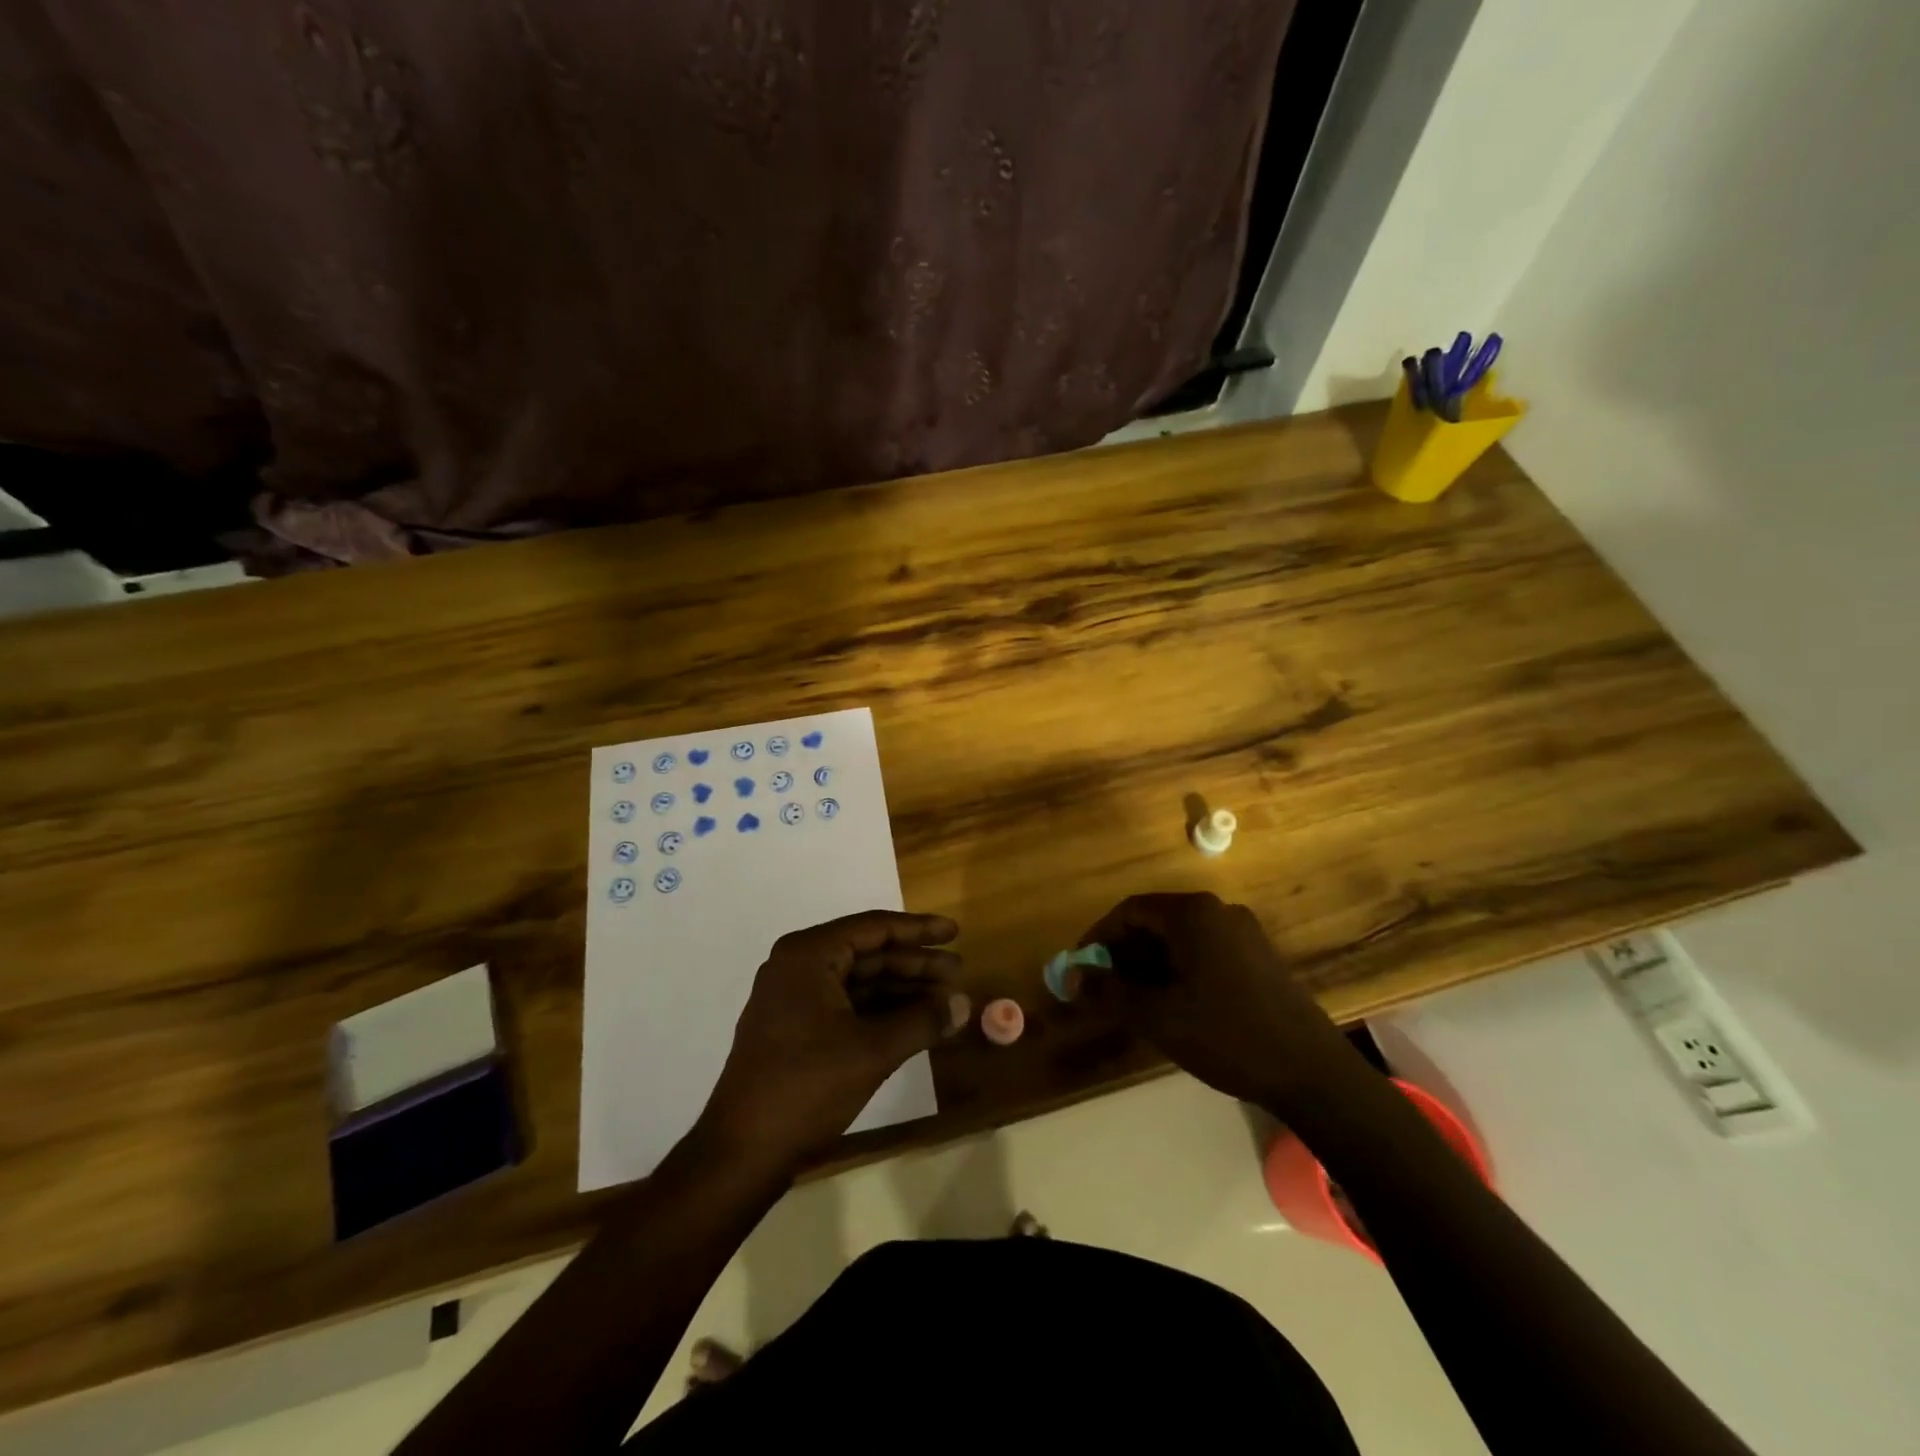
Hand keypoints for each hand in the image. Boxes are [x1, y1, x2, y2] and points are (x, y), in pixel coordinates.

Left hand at [699, 910, 969, 1169]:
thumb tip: (964, 1004)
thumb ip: (922, 1021)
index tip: (955, 932)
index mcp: (808, 955)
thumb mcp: (873, 1051)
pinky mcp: (795, 1029)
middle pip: (868, 954)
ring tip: (945, 999)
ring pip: (859, 982)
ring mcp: (793, 999)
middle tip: (958, 971)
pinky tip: (914, 1023)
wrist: (742, 1153)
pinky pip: (846, 1006)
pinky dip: (881, 1012)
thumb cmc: (807, 1087)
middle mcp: (797, 967)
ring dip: (901, 990)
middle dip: (914, 964)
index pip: (874, 929)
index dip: (919, 930)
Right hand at [1080, 892, 1359, 1112]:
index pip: (1130, 910)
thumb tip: (1072, 977)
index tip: (1081, 968)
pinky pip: (1205, 951)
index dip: (1099, 938)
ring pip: (1180, 939)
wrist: (1311, 1072)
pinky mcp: (1259, 957)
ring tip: (1135, 1002)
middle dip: (1124, 954)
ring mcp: (1244, 932)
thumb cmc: (1226, 1035)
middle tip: (1105, 989)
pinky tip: (1174, 1005)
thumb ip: (1109, 991)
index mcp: (1193, 914)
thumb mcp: (1157, 1016)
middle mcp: (1219, 911)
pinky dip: (1179, 970)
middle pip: (1156, 922)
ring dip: (1150, 964)